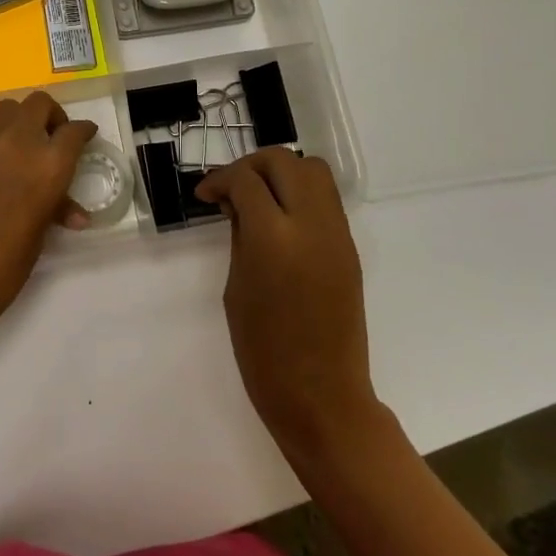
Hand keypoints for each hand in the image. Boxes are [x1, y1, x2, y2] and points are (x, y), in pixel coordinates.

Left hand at [0, 92, 96, 340]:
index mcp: (50, 166)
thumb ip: (57, 208)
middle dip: (51, 118)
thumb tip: (76, 214)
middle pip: (41, 105)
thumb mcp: (41, 233)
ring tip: (15, 139)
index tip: (83, 135)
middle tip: (49, 137)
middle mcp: (19, 141)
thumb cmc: (4, 265)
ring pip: (8, 105)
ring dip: (18, 118)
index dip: (83, 131)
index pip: (75, 132)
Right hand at [195, 149, 380, 459]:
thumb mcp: (236, 286)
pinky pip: (325, 200)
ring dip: (281, 173)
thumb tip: (237, 204)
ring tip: (259, 199)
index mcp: (273, 238)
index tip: (205, 195)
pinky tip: (280, 221)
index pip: (246, 180)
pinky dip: (300, 194)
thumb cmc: (263, 350)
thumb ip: (240, 235)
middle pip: (284, 161)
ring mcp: (337, 234)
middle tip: (231, 190)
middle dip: (252, 166)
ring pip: (314, 171)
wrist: (321, 394)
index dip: (220, 179)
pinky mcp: (349, 248)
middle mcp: (311, 224)